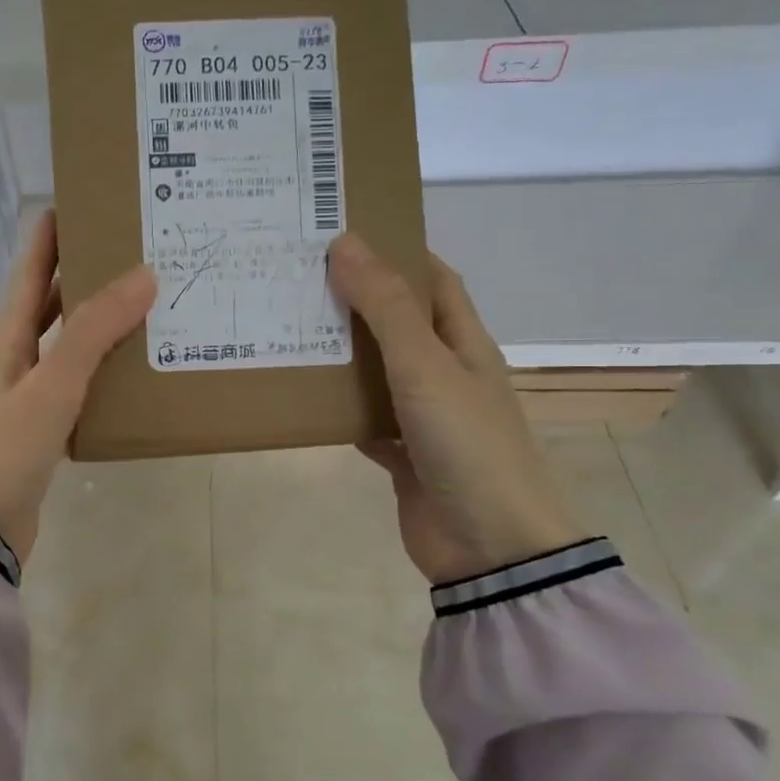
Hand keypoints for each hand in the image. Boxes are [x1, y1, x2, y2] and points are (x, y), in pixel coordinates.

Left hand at [0, 210, 155, 564]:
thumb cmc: (8, 448)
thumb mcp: (53, 384)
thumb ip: (94, 331)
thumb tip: (143, 275)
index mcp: (8, 337)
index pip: (31, 271)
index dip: (51, 235)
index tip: (82, 200)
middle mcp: (16, 357)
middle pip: (51, 302)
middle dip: (85, 273)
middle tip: (133, 250)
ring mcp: (29, 393)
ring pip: (69, 344)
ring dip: (100, 322)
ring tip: (147, 302)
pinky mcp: (45, 426)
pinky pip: (79, 383)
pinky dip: (105, 369)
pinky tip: (136, 369)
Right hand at [327, 232, 585, 582]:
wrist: (490, 546)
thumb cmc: (467, 444)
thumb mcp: (425, 366)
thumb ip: (385, 308)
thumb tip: (346, 243)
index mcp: (464, 344)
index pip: (434, 282)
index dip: (399, 253)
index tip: (347, 234)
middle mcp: (446, 375)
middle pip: (399, 325)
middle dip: (357, 301)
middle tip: (300, 280)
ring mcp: (425, 418)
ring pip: (377, 374)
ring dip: (342, 356)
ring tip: (290, 330)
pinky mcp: (404, 457)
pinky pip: (366, 422)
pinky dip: (339, 412)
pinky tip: (304, 400)